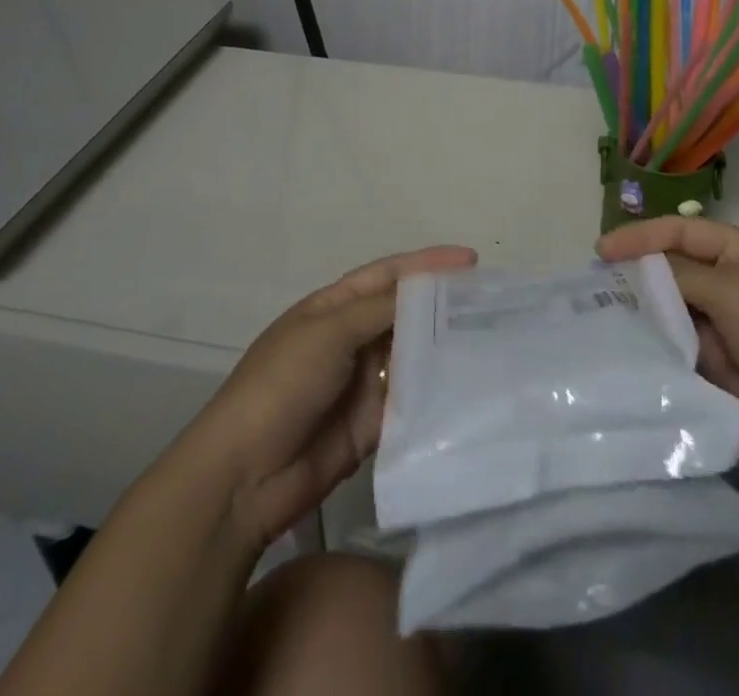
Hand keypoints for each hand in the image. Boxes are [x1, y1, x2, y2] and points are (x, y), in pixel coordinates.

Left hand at [183, 246, 476, 551]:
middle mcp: (352, 339)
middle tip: (493, 303)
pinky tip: (470, 386)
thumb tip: (427, 291)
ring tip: (492, 340)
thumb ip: (380, 309)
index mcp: (334, 308)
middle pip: (405, 313)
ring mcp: (363, 382)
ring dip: (445, 347)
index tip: (471, 261)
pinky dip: (436, 393)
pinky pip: (411, 401)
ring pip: (413, 355)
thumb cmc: (281, 385)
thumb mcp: (329, 332)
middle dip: (444, 305)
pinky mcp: (374, 424)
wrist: (245, 477)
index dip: (428, 264)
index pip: (389, 275)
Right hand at [597, 217, 738, 485]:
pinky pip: (673, 339)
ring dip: (640, 306)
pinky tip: (623, 339)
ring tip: (599, 308)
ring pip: (669, 304)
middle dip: (636, 271)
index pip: (682, 231)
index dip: (641, 236)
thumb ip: (680, 274)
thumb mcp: (732, 291)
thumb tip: (638, 269)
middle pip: (672, 266)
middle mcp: (728, 280)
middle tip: (594, 281)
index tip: (602, 250)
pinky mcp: (712, 359)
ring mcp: (720, 321)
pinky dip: (652, 338)